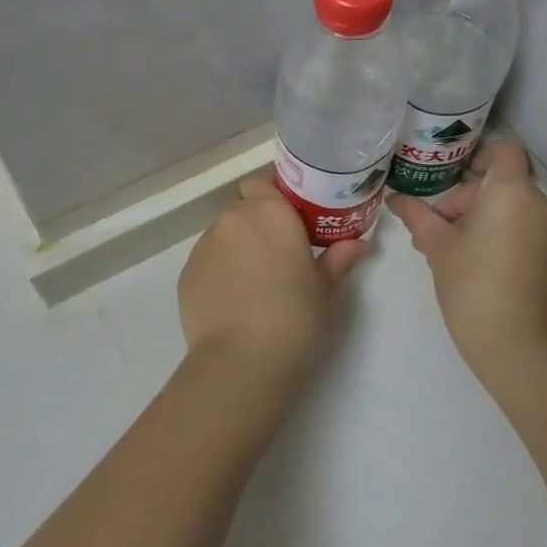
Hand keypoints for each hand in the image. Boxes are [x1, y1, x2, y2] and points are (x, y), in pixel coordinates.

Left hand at [178, 174, 367, 388]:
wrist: (241, 362)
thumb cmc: (294, 318)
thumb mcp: (325, 289)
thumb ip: (339, 258)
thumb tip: (360, 244)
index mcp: (271, 212)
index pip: (263, 183)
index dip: (274, 198)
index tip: (291, 221)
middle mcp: (234, 219)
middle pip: (243, 209)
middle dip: (258, 224)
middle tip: (278, 254)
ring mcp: (204, 245)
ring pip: (223, 235)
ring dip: (237, 247)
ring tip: (254, 283)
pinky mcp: (186, 272)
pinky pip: (207, 261)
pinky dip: (219, 271)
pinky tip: (233, 301)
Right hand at [388, 139, 546, 382]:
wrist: (518, 348)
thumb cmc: (472, 285)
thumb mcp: (437, 247)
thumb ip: (418, 215)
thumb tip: (395, 199)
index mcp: (512, 192)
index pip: (503, 151)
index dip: (478, 157)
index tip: (451, 179)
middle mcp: (539, 204)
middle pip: (503, 182)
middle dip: (468, 198)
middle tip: (436, 226)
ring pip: (513, 208)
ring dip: (482, 217)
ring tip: (449, 247)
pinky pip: (525, 229)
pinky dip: (501, 234)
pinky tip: (473, 263)